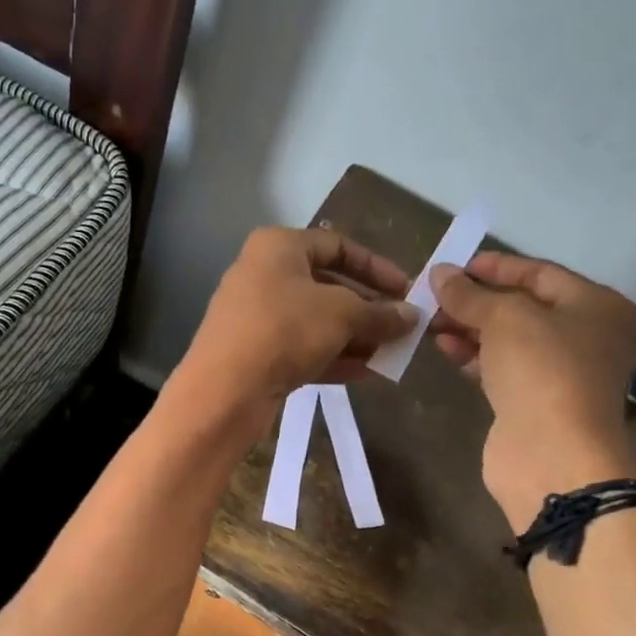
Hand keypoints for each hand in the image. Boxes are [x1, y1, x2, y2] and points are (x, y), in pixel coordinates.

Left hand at [173, 227, 416, 438]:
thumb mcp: (342, 314)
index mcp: (278, 247)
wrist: (224, 390)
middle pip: (327, 286)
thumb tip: (412, 316)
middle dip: (368, 308)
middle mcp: (262, 275)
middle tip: (403, 327)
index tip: (407, 289)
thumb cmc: (284, 331)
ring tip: (391, 353)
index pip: (337, 245)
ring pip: (316, 321)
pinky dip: (333, 357)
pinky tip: (367, 373)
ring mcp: (256, 317)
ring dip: (355, 337)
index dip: (376, 267)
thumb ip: (380, 312)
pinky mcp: (254, 354)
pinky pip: (301, 349)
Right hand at [430, 252, 635, 530]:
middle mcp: (584, 336)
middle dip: (476, 300)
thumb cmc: (541, 371)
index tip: (453, 266)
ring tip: (429, 321)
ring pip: (508, 340)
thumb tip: (439, 273)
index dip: (495, 267)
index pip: (539, 273)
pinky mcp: (534, 401)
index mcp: (595, 306)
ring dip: (469, 328)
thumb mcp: (504, 319)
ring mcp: (559, 372)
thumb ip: (470, 294)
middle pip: (522, 307)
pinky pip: (500, 368)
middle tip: (433, 296)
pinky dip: (473, 356)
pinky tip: (444, 348)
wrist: (551, 454)